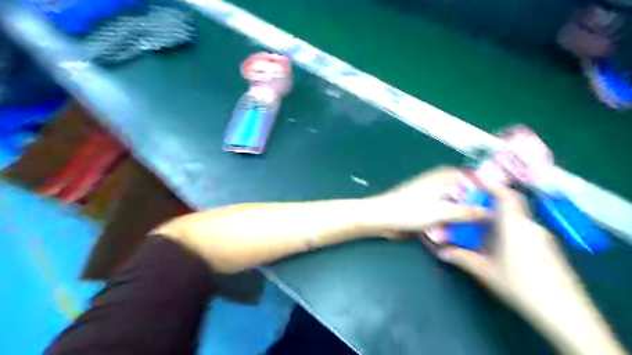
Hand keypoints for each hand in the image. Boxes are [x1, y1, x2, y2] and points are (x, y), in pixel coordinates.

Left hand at [371, 166, 487, 235]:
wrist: (384, 218)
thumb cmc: (411, 210)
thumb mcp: (442, 211)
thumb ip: (467, 211)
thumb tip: (491, 213)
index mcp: (445, 176)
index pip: (475, 179)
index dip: (488, 191)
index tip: (503, 206)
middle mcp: (442, 184)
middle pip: (467, 194)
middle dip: (478, 207)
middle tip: (496, 223)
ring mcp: (435, 197)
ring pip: (457, 205)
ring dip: (465, 217)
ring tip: (483, 230)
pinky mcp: (429, 210)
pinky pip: (447, 214)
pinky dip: (453, 221)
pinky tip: (463, 233)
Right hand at [438, 187, 575, 319]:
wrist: (564, 311)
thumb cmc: (520, 284)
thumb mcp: (486, 272)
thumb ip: (462, 258)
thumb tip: (441, 252)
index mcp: (515, 226)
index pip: (507, 197)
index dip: (493, 185)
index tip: (478, 179)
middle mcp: (530, 226)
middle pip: (511, 205)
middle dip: (492, 202)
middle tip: (473, 205)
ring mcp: (542, 237)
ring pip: (517, 219)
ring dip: (500, 218)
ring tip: (482, 227)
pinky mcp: (547, 247)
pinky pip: (524, 229)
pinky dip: (509, 229)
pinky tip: (500, 246)